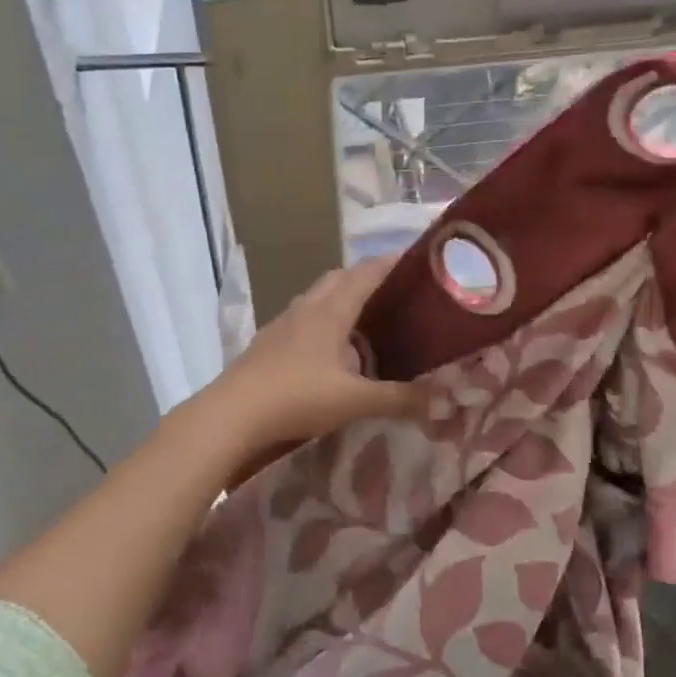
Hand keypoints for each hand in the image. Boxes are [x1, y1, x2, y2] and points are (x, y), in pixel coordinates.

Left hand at [194, 257, 423, 452]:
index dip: (391, 263)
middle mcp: (307, 308)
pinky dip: (322, 320)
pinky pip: (302, 318)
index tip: (416, 260)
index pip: (366, 273)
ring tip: (364, 318)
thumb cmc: (296, 397)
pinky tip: (328, 349)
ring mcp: (283, 324)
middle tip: (394, 293)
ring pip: (317, 297)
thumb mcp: (354, 400)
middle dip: (366, 277)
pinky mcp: (268, 342)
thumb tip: (445, 401)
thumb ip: (399, 399)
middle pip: (339, 278)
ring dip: (341, 297)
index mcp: (331, 310)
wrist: (230, 416)